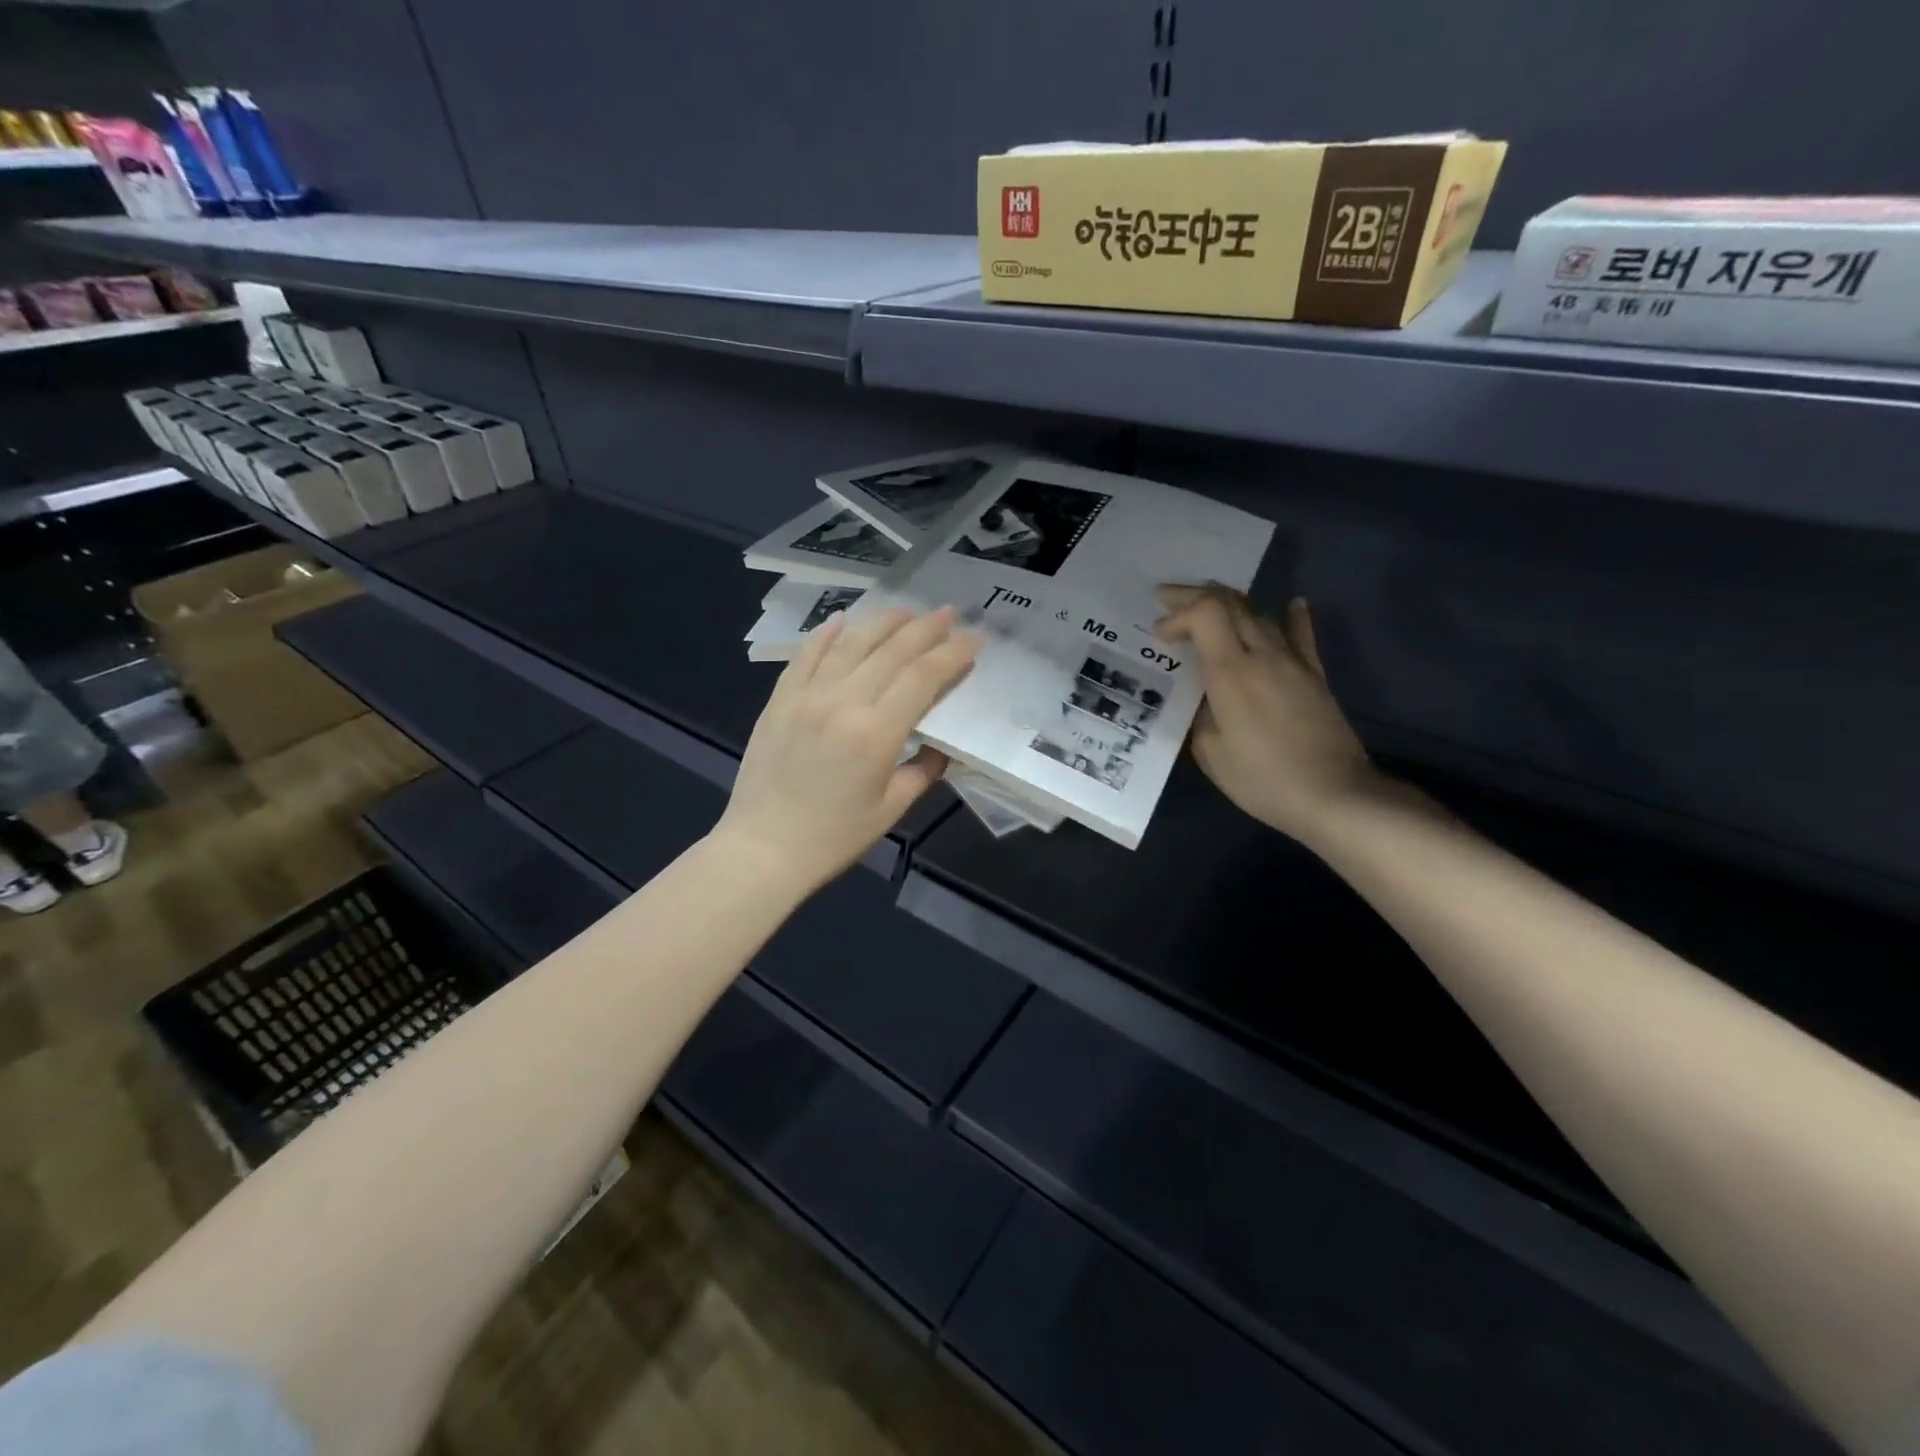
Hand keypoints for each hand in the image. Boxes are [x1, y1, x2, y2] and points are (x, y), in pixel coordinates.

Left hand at [715, 606, 977, 897]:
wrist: (764, 848)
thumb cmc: (834, 836)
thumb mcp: (891, 808)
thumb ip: (923, 770)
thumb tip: (943, 746)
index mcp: (876, 733)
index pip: (923, 677)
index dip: (952, 654)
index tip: (974, 639)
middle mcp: (843, 703)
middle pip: (892, 651)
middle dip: (926, 629)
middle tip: (948, 613)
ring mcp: (806, 696)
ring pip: (850, 644)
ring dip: (882, 622)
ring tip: (906, 610)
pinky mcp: (780, 700)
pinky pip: (805, 655)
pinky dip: (826, 634)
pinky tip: (843, 620)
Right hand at [1155, 585, 1380, 844]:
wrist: (1333, 795)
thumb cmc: (1261, 779)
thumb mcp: (1210, 752)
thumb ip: (1200, 714)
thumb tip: (1203, 698)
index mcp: (1231, 672)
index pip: (1204, 613)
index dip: (1177, 614)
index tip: (1159, 635)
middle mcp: (1262, 654)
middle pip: (1229, 603)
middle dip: (1193, 596)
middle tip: (1167, 600)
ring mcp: (1293, 661)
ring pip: (1260, 614)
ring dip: (1229, 604)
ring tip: (1207, 606)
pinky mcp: (1315, 675)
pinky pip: (1302, 635)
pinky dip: (1292, 616)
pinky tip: (1293, 603)